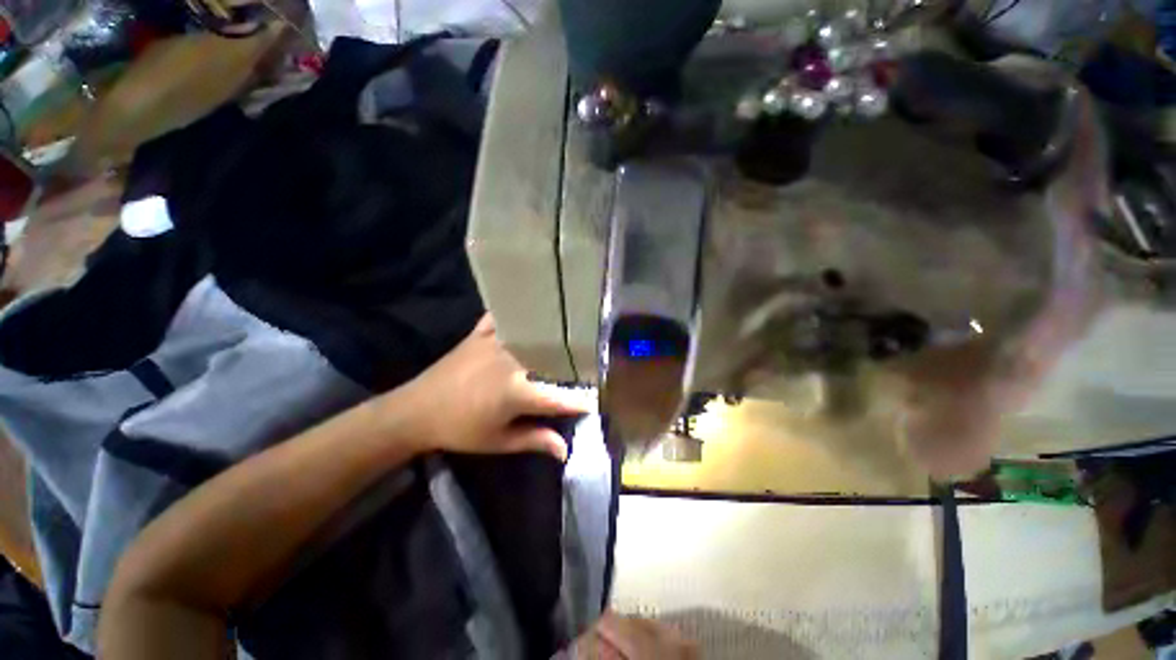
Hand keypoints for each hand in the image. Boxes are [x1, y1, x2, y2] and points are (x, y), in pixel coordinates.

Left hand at [393, 315, 589, 460]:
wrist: (416, 411)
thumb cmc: (460, 430)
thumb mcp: (498, 441)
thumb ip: (534, 440)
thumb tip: (565, 450)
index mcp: (516, 392)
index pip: (558, 397)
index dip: (580, 400)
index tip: (596, 400)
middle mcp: (511, 362)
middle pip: (550, 359)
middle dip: (571, 364)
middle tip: (584, 367)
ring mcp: (495, 343)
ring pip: (530, 334)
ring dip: (549, 336)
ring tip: (564, 337)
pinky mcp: (480, 333)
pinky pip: (502, 317)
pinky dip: (514, 313)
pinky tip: (526, 308)